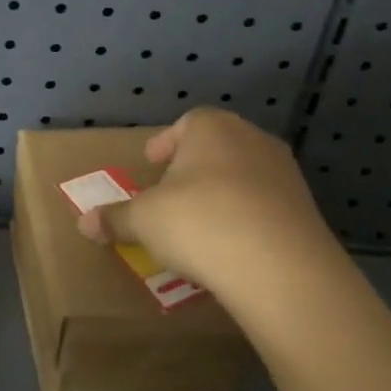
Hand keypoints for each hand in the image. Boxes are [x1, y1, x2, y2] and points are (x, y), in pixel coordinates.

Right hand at [75, 108, 353, 311]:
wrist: (280, 268)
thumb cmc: (199, 222)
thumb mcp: (143, 220)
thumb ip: (115, 218)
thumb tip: (84, 223)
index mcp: (212, 128)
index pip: (187, 122)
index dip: (166, 142)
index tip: (152, 163)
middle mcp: (252, 140)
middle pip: (217, 147)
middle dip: (193, 168)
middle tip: (172, 194)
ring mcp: (285, 174)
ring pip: (244, 176)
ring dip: (222, 194)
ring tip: (200, 224)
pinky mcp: (306, 210)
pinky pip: (266, 207)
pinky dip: (247, 219)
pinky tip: (231, 247)